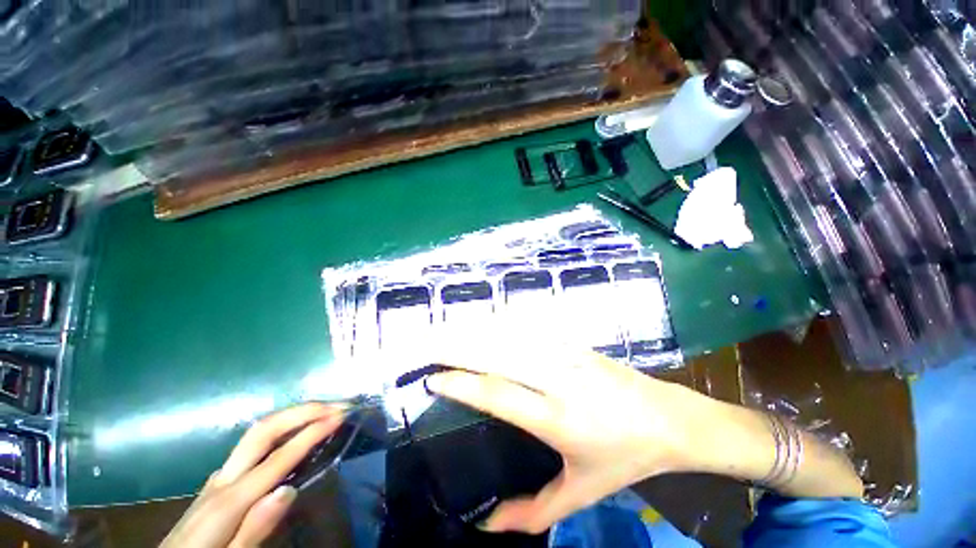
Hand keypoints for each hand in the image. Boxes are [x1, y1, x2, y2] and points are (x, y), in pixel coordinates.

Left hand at [160, 403, 344, 547]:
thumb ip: (255, 529)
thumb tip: (289, 490)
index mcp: (229, 501)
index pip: (279, 457)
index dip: (312, 432)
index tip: (341, 415)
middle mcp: (224, 479)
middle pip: (264, 430)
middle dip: (303, 411)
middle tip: (336, 404)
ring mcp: (220, 475)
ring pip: (259, 432)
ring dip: (295, 414)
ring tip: (325, 409)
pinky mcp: (221, 479)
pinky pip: (255, 444)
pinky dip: (283, 428)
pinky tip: (297, 431)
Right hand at [425, 349, 725, 533]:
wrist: (667, 418)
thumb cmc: (624, 457)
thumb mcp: (581, 493)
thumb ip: (533, 513)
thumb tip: (486, 526)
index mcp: (557, 418)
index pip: (498, 393)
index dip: (462, 384)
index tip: (434, 378)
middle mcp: (557, 378)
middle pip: (498, 355)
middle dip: (459, 348)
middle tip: (429, 346)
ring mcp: (566, 354)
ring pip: (512, 336)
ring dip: (477, 332)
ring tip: (448, 331)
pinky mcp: (573, 343)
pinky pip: (531, 329)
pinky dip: (503, 324)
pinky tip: (486, 321)